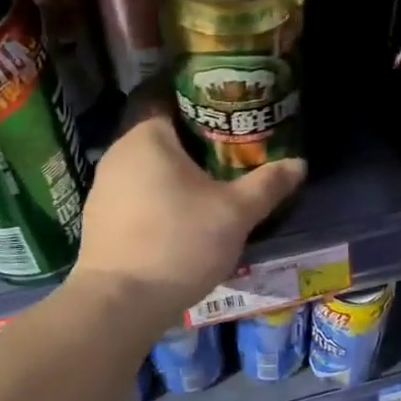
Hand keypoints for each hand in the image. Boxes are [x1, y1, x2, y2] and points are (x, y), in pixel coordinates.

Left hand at [63, 103, 305, 322]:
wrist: (119, 304)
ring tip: (215, 180)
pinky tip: (185, 214)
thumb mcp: (236, 213)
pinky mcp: (101, 218)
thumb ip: (268, 184)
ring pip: (150, 165)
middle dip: (197, 139)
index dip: (203, 100)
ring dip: (179, 170)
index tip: (232, 109)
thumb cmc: (179, 242)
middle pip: (163, 132)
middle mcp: (119, 153)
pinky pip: (138, 191)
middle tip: (235, 146)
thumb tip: (299, 164)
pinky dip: (161, 194)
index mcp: (147, 137)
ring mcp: (104, 187)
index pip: (171, 97)